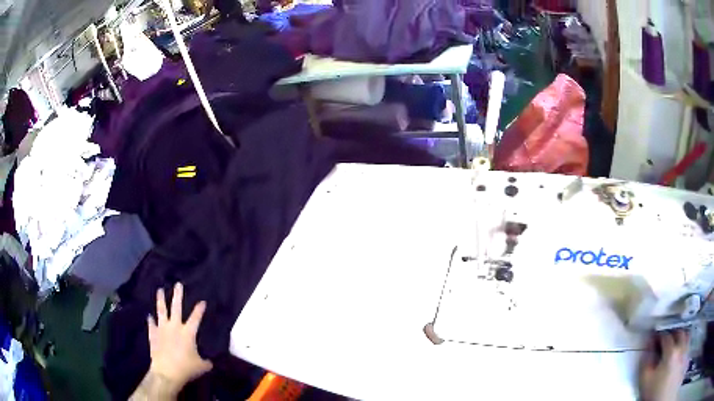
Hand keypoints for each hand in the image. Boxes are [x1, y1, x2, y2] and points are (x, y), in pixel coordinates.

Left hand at [147, 283, 212, 393]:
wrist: (167, 372)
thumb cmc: (186, 368)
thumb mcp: (201, 366)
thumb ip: (206, 362)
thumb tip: (210, 362)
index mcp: (188, 332)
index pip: (196, 317)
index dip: (200, 309)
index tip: (202, 301)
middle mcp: (175, 326)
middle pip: (176, 307)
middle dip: (178, 295)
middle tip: (178, 284)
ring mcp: (162, 329)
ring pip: (161, 311)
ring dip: (160, 300)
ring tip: (160, 290)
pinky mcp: (153, 334)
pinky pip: (151, 324)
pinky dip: (150, 320)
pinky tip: (149, 316)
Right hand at [640, 330, 689, 400]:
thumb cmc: (654, 393)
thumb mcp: (645, 381)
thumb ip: (646, 362)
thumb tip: (648, 344)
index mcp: (671, 352)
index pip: (665, 336)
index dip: (659, 335)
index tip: (654, 336)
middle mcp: (681, 348)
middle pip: (679, 332)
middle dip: (672, 333)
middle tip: (665, 337)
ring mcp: (685, 351)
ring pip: (686, 335)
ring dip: (680, 335)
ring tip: (675, 340)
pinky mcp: (686, 356)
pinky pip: (688, 342)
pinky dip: (685, 341)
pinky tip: (681, 348)